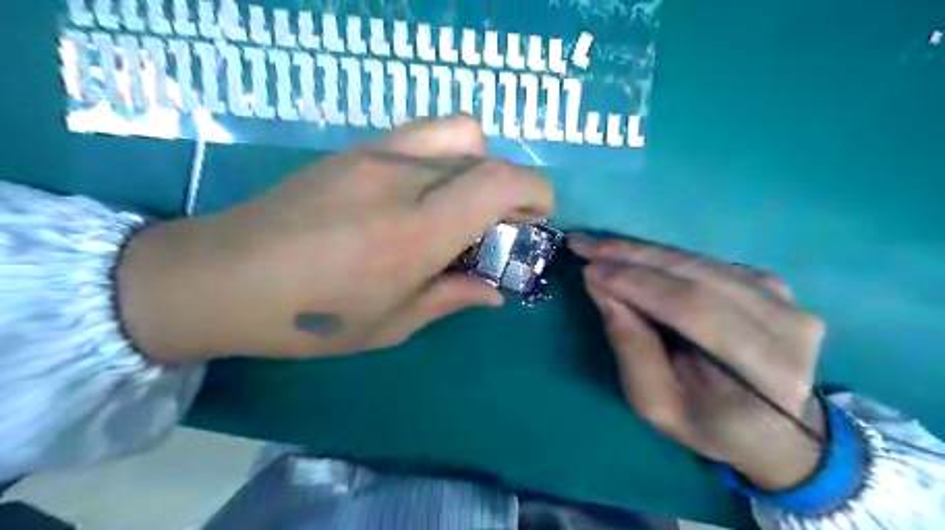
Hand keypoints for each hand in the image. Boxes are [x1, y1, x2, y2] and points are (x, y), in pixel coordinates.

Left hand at [120, 116, 554, 362]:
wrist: (220, 277)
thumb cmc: (310, 317)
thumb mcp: (391, 324)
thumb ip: (452, 298)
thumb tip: (496, 292)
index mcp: (416, 232)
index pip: (500, 181)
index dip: (536, 191)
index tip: (539, 217)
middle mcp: (402, 179)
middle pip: (486, 155)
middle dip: (512, 187)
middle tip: (502, 224)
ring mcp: (376, 154)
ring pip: (458, 131)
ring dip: (480, 162)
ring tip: (465, 200)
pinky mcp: (355, 148)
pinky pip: (423, 134)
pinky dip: (446, 154)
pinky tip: (425, 191)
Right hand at [568, 236, 827, 487]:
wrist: (774, 426)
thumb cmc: (710, 424)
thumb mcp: (656, 403)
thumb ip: (631, 346)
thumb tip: (600, 286)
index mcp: (768, 371)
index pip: (696, 310)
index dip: (639, 284)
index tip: (589, 269)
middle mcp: (788, 324)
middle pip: (698, 275)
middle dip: (633, 256)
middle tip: (585, 244)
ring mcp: (785, 298)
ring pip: (698, 261)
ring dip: (642, 251)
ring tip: (599, 247)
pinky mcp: (771, 283)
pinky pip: (704, 262)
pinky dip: (662, 258)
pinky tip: (632, 258)